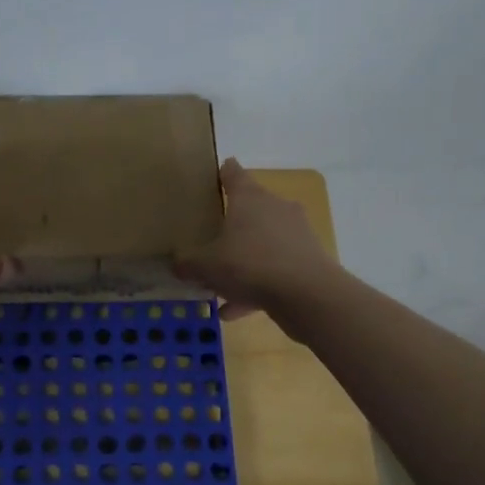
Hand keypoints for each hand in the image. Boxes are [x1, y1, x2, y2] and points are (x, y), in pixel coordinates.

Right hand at [175, 158, 337, 321]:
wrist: (307, 294)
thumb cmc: (250, 264)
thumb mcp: (207, 266)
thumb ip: (188, 264)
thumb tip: (177, 264)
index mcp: (249, 198)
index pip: (233, 173)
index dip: (222, 173)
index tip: (215, 175)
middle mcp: (275, 208)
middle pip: (251, 209)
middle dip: (232, 224)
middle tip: (211, 239)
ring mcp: (295, 234)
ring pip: (262, 244)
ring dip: (243, 262)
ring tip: (219, 288)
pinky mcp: (308, 260)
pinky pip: (274, 270)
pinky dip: (256, 287)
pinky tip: (235, 312)